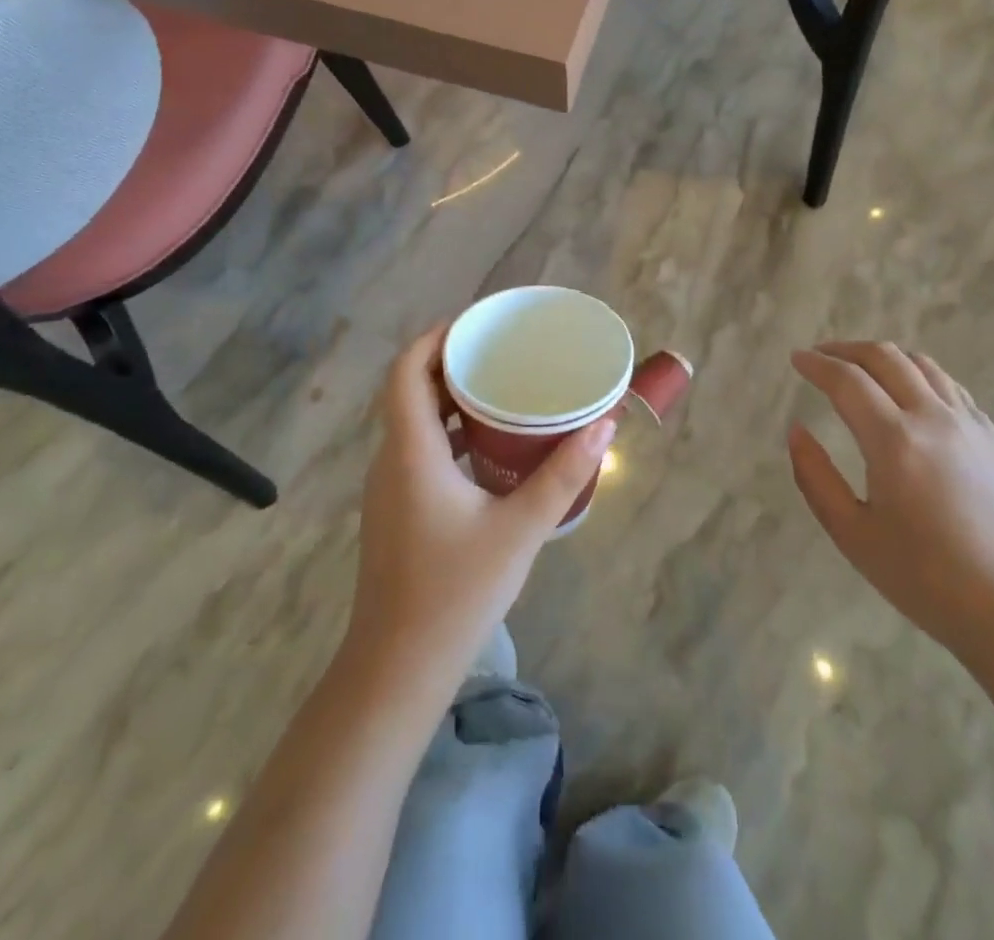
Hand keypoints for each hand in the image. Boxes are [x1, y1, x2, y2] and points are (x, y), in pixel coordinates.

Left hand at [342, 324, 613, 691]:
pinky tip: (487, 446)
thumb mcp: (519, 529)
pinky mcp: (396, 511)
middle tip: (500, 351)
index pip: (406, 370)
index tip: (476, 323)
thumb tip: (604, 423)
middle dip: (450, 362)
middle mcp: (391, 460)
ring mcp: (389, 488)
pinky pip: (418, 449)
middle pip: (410, 390)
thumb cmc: (455, 592)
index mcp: (411, 451)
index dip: (435, 337)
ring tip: (500, 388)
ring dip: (449, 398)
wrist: (398, 669)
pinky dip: (448, 431)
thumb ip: (563, 474)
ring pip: (414, 421)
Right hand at [788, 342, 993, 665]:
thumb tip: (796, 432)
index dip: (816, 364)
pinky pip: (949, 386)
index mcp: (894, 441)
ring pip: (921, 364)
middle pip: (884, 358)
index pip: (847, 381)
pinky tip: (909, 394)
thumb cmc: (926, 581)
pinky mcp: (992, 439)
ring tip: (860, 369)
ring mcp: (969, 425)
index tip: (795, 358)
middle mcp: (933, 418)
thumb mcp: (853, 536)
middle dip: (845, 349)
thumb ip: (815, 478)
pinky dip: (918, 374)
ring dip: (883, 357)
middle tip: (820, 357)